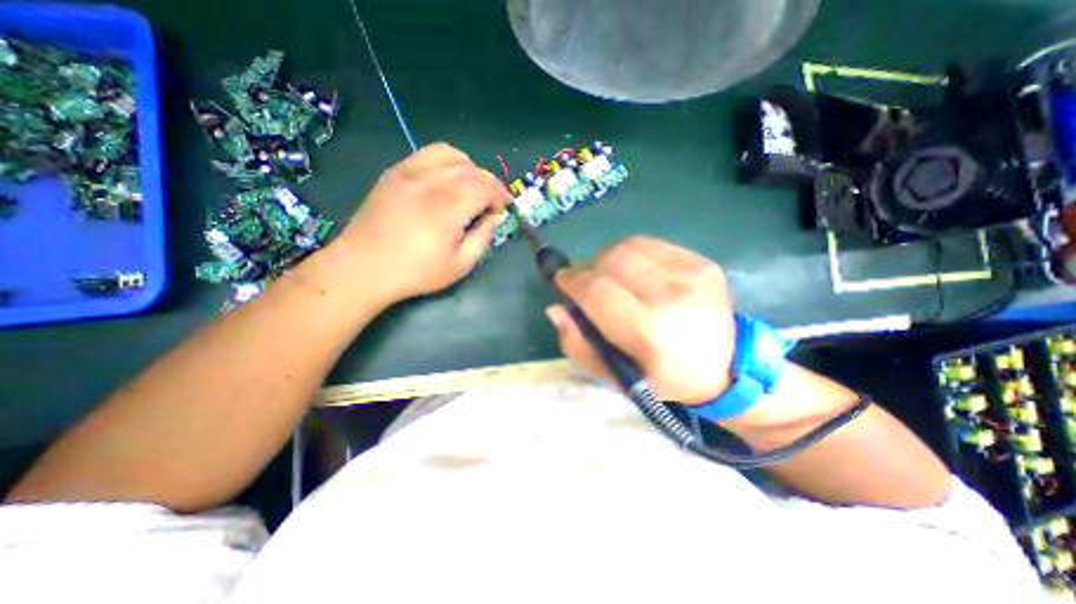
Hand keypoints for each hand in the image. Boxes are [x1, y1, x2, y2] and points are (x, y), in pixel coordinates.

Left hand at [336, 141, 511, 300]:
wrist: (364, 267)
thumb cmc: (416, 271)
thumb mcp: (460, 265)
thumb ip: (483, 237)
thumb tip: (495, 217)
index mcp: (447, 206)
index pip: (485, 186)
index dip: (501, 195)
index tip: (505, 209)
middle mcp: (430, 181)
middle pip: (473, 169)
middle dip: (491, 184)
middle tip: (493, 203)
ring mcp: (409, 171)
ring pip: (453, 155)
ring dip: (471, 169)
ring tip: (472, 189)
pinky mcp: (396, 171)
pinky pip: (429, 154)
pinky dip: (448, 162)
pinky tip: (448, 180)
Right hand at [551, 239, 735, 402]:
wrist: (726, 368)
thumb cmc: (664, 378)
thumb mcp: (616, 377)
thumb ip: (579, 345)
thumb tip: (556, 309)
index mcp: (648, 331)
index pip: (596, 289)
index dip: (571, 281)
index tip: (561, 282)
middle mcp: (671, 295)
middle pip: (610, 260)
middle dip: (587, 268)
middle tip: (584, 283)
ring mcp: (690, 273)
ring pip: (628, 246)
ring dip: (607, 259)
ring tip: (608, 277)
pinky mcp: (701, 262)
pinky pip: (651, 244)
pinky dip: (630, 254)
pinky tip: (632, 271)